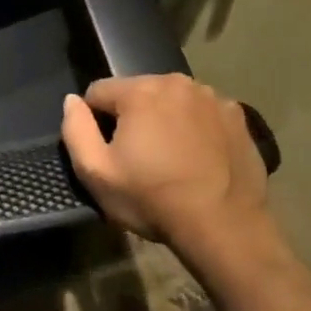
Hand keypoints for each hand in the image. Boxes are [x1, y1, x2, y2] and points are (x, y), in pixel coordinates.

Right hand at [61, 75, 276, 277]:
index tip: (108, 152)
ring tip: (170, 158)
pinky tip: (198, 157)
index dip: (95, 122)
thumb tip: (73, 101)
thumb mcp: (96, 173)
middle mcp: (177, 83)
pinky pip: (201, 113)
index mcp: (140, 91)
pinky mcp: (238, 117)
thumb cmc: (153, 199)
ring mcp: (212, 98)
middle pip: (137, 92)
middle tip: (139, 158)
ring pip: (170, 101)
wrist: (225, 228)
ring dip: (163, 119)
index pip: (98, 92)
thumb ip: (75, 129)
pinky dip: (194, 127)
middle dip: (131, 117)